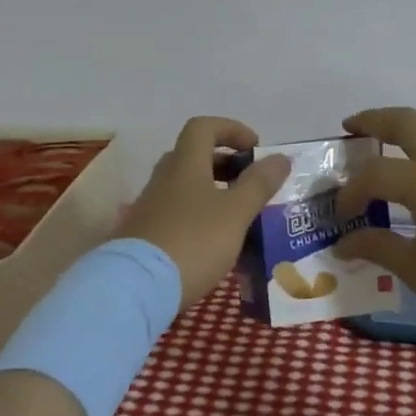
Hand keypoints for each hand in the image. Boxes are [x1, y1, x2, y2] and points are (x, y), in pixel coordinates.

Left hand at [117, 117, 290, 308]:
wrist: (135, 288)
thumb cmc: (193, 242)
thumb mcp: (235, 213)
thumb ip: (259, 184)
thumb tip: (281, 157)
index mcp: (185, 163)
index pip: (204, 126)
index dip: (232, 129)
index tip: (255, 148)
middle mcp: (164, 177)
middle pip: (195, 156)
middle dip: (226, 163)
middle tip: (251, 183)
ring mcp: (150, 206)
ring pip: (185, 186)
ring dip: (213, 191)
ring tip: (239, 216)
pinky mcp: (144, 233)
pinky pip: (177, 211)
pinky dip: (199, 215)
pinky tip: (215, 241)